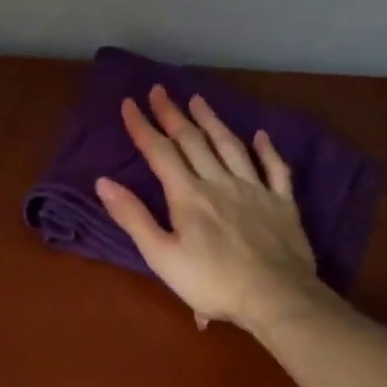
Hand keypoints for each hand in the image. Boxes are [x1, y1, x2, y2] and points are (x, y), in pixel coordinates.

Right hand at [96, 85, 327, 331]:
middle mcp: (220, 182)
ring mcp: (254, 189)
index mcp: (188, 196)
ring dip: (212, 121)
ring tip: (198, 100)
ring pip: (230, 146)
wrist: (274, 296)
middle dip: (172, 114)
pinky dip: (266, 149)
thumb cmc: (211, 282)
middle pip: (193, 141)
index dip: (143, 127)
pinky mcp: (281, 203)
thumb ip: (133, 218)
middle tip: (159, 90)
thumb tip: (104, 182)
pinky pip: (274, 168)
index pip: (160, 153)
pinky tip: (260, 135)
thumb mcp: (161, 256)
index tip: (128, 104)